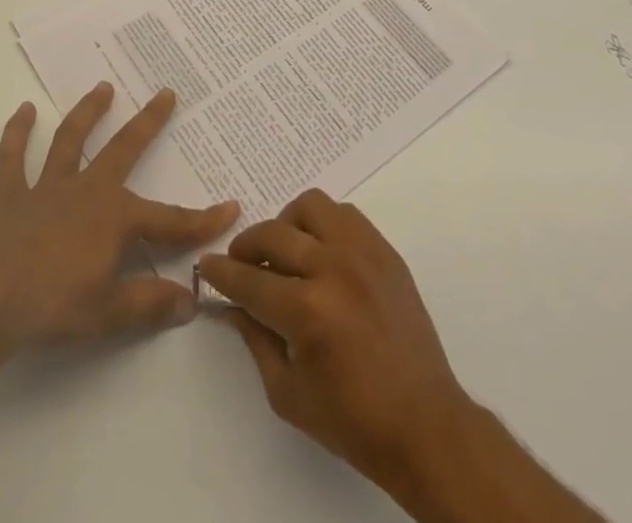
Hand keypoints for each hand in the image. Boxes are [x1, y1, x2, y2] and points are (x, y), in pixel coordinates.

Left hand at [0, 83, 238, 349]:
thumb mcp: (110, 313)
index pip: (170, 220)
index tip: (231, 207)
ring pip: (71, 140)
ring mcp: (47, 188)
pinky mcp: (12, 196)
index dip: (202, 219)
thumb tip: (190, 301)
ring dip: (88, 112)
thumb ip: (150, 303)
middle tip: (166, 93)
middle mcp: (86, 190)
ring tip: (103, 87)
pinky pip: (14, 158)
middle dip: (148, 122)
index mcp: (115, 218)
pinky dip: (17, 134)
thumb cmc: (54, 306)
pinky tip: (24, 111)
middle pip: (124, 149)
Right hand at [198, 190, 470, 491]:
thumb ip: (255, 340)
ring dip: (288, 225)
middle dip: (246, 246)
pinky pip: (345, 214)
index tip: (207, 265)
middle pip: (273, 235)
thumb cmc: (353, 421)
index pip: (249, 280)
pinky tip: (320, 252)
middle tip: (241, 262)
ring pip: (311, 206)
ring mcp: (363, 254)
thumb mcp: (289, 393)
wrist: (425, 425)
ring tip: (285, 251)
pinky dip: (324, 224)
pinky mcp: (385, 251)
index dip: (221, 273)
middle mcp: (333, 269)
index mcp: (308, 312)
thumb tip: (231, 305)